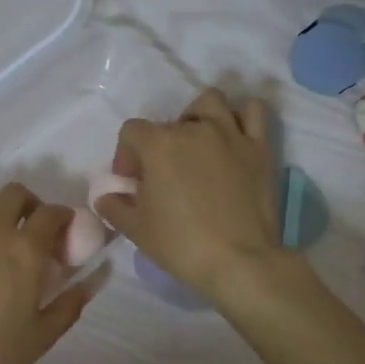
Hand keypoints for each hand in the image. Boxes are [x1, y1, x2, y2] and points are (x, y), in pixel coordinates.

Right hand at [93, 88, 281, 300]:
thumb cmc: (181, 245)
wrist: (239, 261)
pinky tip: (234, 136)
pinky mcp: (259, 147)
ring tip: (197, 145)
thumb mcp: (136, 230)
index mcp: (159, 145)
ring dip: (198, 117)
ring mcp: (230, 134)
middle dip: (160, 146)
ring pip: (210, 102)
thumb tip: (105, 197)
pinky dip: (241, 116)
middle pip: (168, 123)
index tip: (132, 183)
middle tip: (164, 177)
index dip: (126, 155)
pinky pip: (253, 111)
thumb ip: (115, 207)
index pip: (132, 131)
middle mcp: (194, 129)